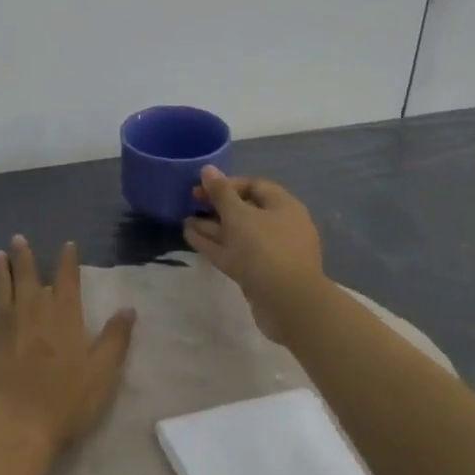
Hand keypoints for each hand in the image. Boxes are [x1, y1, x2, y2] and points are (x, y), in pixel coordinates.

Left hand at [0, 237, 135, 451]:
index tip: (67, 244)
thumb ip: (115, 338)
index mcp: (64, 315)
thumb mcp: (103, 372)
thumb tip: (128, 308)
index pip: (67, 280)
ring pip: (0, 288)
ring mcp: (3, 324)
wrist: (17, 424)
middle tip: (17, 238)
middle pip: (28, 276)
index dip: (68, 261)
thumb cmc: (65, 401)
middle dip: (25, 256)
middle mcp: (32, 310)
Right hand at [183, 168, 328, 342]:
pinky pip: (234, 253)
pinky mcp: (259, 274)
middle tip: (191, 204)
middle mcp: (279, 226)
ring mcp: (270, 252)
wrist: (289, 305)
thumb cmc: (266, 249)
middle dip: (217, 207)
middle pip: (245, 210)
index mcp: (283, 206)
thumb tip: (208, 169)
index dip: (226, 184)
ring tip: (185, 221)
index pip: (254, 186)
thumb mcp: (239, 215)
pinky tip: (190, 237)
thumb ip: (221, 193)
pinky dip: (214, 245)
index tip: (201, 188)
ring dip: (212, 227)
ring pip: (237, 234)